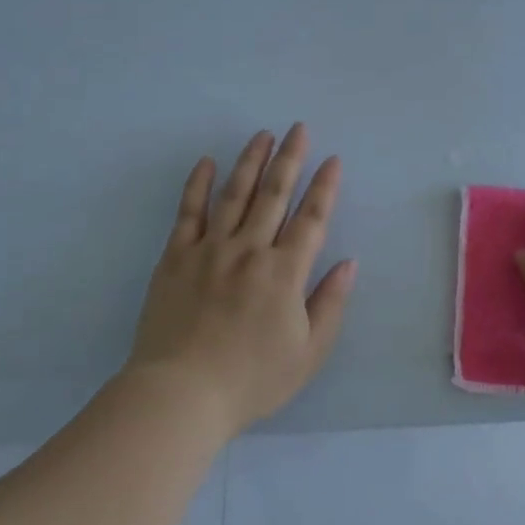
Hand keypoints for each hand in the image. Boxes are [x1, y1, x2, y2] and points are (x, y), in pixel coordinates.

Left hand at [121, 124, 355, 436]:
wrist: (180, 395)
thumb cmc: (252, 379)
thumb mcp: (308, 352)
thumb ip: (331, 304)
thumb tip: (348, 263)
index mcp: (285, 272)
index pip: (311, 219)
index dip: (325, 188)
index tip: (333, 160)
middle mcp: (250, 250)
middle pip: (274, 195)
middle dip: (290, 159)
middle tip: (298, 128)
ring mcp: (209, 250)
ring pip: (235, 194)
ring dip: (251, 161)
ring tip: (262, 135)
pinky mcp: (175, 258)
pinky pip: (188, 213)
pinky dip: (197, 185)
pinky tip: (206, 162)